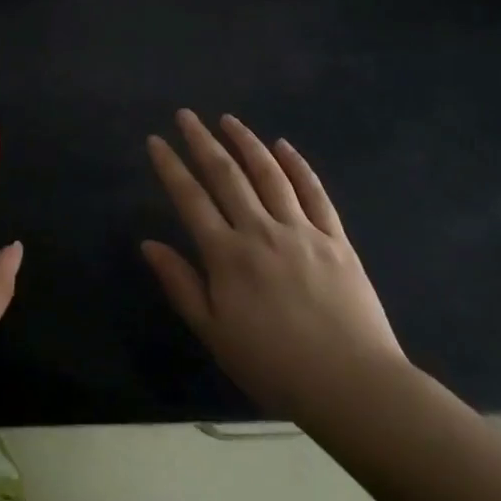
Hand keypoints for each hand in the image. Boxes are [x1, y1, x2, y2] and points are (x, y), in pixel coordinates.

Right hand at [142, 109, 407, 422]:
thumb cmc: (274, 366)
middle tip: (186, 115)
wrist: (352, 385)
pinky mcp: (336, 239)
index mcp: (227, 255)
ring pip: (269, 174)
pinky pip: (314, 193)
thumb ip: (181, 284)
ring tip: (228, 120)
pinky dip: (297, 166)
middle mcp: (260, 231)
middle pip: (226, 175)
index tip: (155, 140)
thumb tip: (148, 243)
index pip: (190, 198)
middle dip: (202, 141)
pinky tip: (283, 146)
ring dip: (246, 142)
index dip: (170, 166)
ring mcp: (301, 231)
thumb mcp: (214, 333)